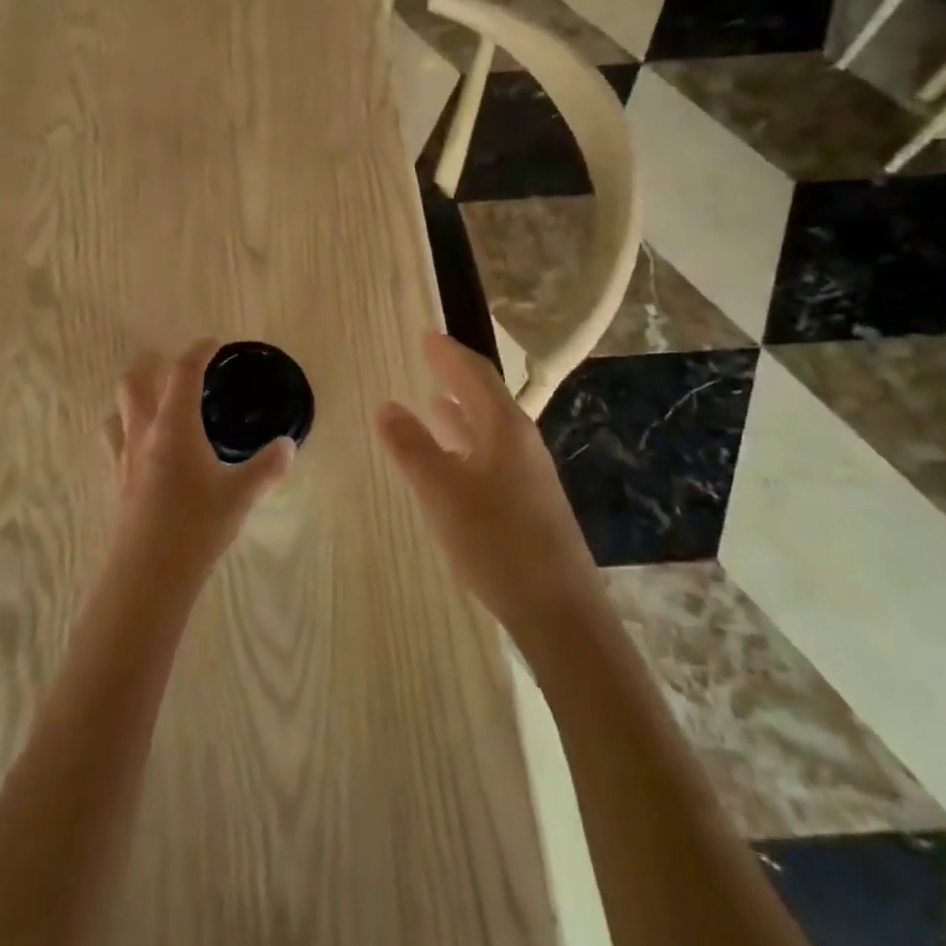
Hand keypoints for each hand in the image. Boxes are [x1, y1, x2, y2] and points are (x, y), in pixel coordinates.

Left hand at [107, 340, 294, 584]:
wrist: (148, 573)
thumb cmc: (196, 525)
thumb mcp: (240, 495)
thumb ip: (266, 467)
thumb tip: (288, 446)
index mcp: (174, 425)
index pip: (183, 373)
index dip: (198, 351)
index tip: (212, 343)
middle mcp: (144, 432)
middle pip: (134, 381)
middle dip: (151, 365)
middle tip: (172, 367)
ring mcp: (123, 456)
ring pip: (118, 409)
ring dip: (134, 397)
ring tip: (154, 402)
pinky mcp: (115, 480)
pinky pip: (114, 440)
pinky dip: (126, 429)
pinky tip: (142, 448)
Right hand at [378, 331, 600, 649]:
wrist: (558, 610)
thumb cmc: (496, 541)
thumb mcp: (442, 491)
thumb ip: (412, 446)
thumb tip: (386, 405)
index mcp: (504, 428)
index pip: (475, 375)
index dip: (448, 354)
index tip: (427, 335)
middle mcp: (521, 443)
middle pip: (487, 396)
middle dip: (457, 376)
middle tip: (430, 358)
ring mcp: (528, 474)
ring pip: (489, 428)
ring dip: (461, 411)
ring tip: (435, 400)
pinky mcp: (528, 502)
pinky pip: (490, 454)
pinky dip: (467, 442)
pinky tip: (453, 458)